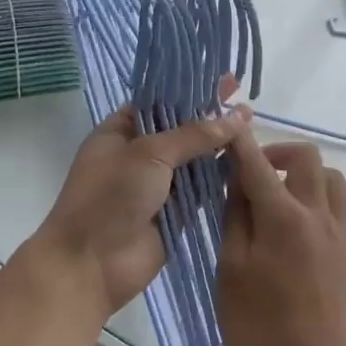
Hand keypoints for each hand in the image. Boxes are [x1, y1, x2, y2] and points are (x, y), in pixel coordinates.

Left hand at [28, 98, 252, 317]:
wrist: (91, 265)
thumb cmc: (109, 196)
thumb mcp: (149, 153)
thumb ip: (194, 134)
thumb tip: (238, 117)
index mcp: (121, 131)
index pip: (160, 101)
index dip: (190, 89)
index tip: (223, 80)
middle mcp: (139, 154)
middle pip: (182, 129)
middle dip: (211, 116)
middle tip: (245, 101)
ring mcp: (158, 185)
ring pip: (195, 159)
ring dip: (220, 146)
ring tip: (254, 127)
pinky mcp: (177, 212)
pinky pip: (203, 189)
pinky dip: (223, 176)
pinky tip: (249, 161)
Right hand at [218, 135, 345, 345]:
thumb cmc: (261, 328)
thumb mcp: (231, 272)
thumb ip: (235, 220)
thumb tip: (238, 183)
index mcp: (283, 217)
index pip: (258, 163)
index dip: (240, 140)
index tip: (226, 127)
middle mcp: (317, 214)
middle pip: (306, 157)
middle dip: (277, 152)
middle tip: (252, 174)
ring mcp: (339, 232)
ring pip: (328, 178)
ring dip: (302, 174)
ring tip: (275, 198)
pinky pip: (335, 205)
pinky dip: (314, 198)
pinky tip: (292, 227)